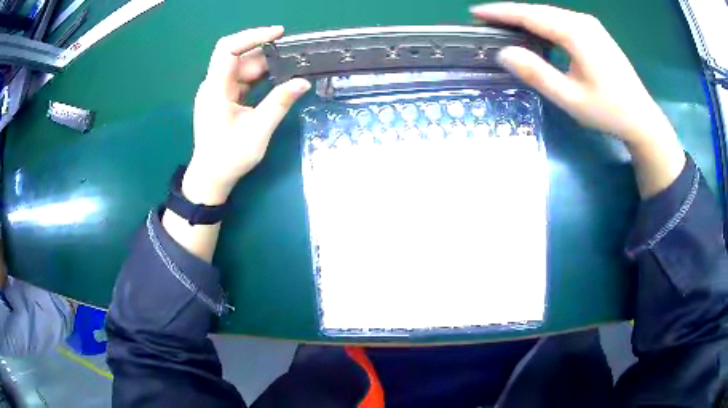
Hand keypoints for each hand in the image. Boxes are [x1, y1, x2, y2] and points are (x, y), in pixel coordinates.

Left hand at [184, 26, 309, 204]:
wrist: (211, 178)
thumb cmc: (229, 157)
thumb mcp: (258, 131)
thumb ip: (279, 103)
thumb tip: (303, 81)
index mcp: (216, 89)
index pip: (228, 49)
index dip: (252, 36)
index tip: (278, 34)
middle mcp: (214, 85)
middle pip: (238, 56)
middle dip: (265, 53)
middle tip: (293, 55)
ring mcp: (218, 91)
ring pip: (242, 67)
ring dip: (265, 65)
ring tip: (291, 66)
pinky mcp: (224, 98)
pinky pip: (242, 79)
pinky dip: (259, 77)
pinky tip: (277, 78)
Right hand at [470, 3, 674, 147]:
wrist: (641, 118)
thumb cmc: (608, 111)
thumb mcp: (570, 98)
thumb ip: (536, 73)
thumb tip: (503, 53)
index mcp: (575, 33)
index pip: (529, 15)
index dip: (500, 12)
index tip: (475, 12)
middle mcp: (581, 21)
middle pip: (538, 10)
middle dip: (509, 13)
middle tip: (484, 20)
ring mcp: (590, 25)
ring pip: (549, 14)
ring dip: (525, 17)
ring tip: (503, 24)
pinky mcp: (594, 32)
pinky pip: (561, 20)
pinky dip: (542, 23)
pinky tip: (533, 31)